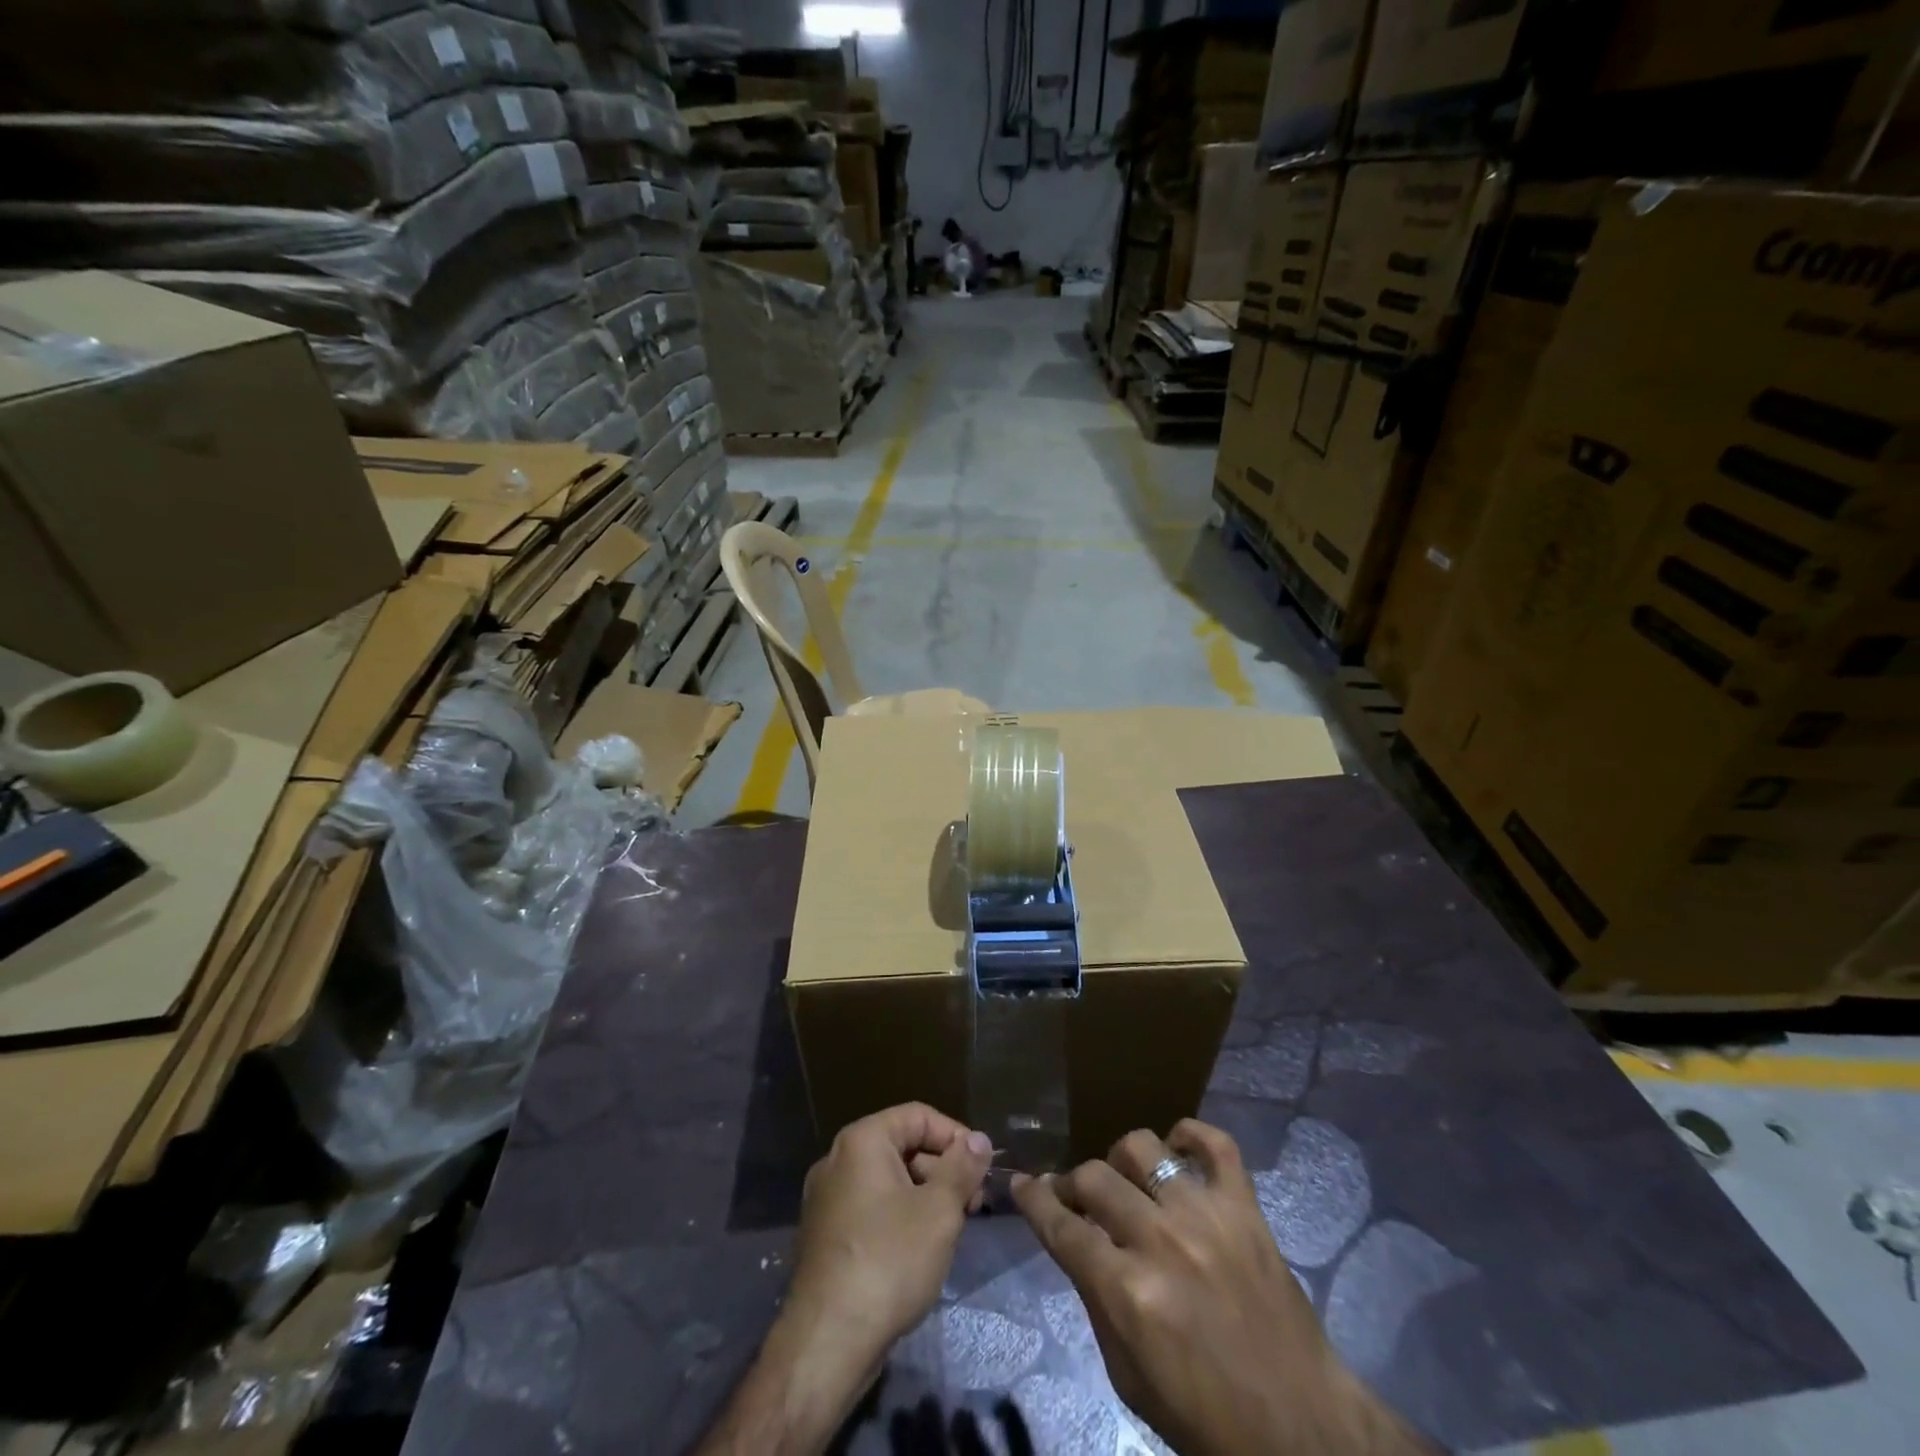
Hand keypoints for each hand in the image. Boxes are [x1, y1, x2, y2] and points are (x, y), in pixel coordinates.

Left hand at [696, 1105, 990, 1455]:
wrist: (828, 1342)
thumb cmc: (889, 1261)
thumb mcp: (940, 1211)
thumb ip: (962, 1168)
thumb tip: (979, 1139)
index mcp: (862, 1141)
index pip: (918, 1116)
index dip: (955, 1136)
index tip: (981, 1168)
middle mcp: (837, 1160)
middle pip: (902, 1146)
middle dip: (942, 1169)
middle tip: (972, 1203)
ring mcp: (826, 1199)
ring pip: (888, 1180)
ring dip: (924, 1195)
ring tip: (951, 1229)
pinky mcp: (824, 1235)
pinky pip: (870, 1207)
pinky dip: (899, 1216)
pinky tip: (919, 1249)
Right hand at [1014, 1121, 1434, 1455]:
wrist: (1299, 1429)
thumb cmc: (1205, 1417)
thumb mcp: (1128, 1376)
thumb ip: (1095, 1299)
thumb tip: (1075, 1243)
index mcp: (1126, 1291)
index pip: (1061, 1226)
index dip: (1034, 1200)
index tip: (1020, 1183)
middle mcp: (1160, 1240)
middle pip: (1094, 1178)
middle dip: (1072, 1183)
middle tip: (1073, 1196)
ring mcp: (1205, 1215)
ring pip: (1142, 1148)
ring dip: (1122, 1160)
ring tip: (1126, 1179)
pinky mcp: (1245, 1207)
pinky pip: (1215, 1143)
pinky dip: (1191, 1134)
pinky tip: (1177, 1146)